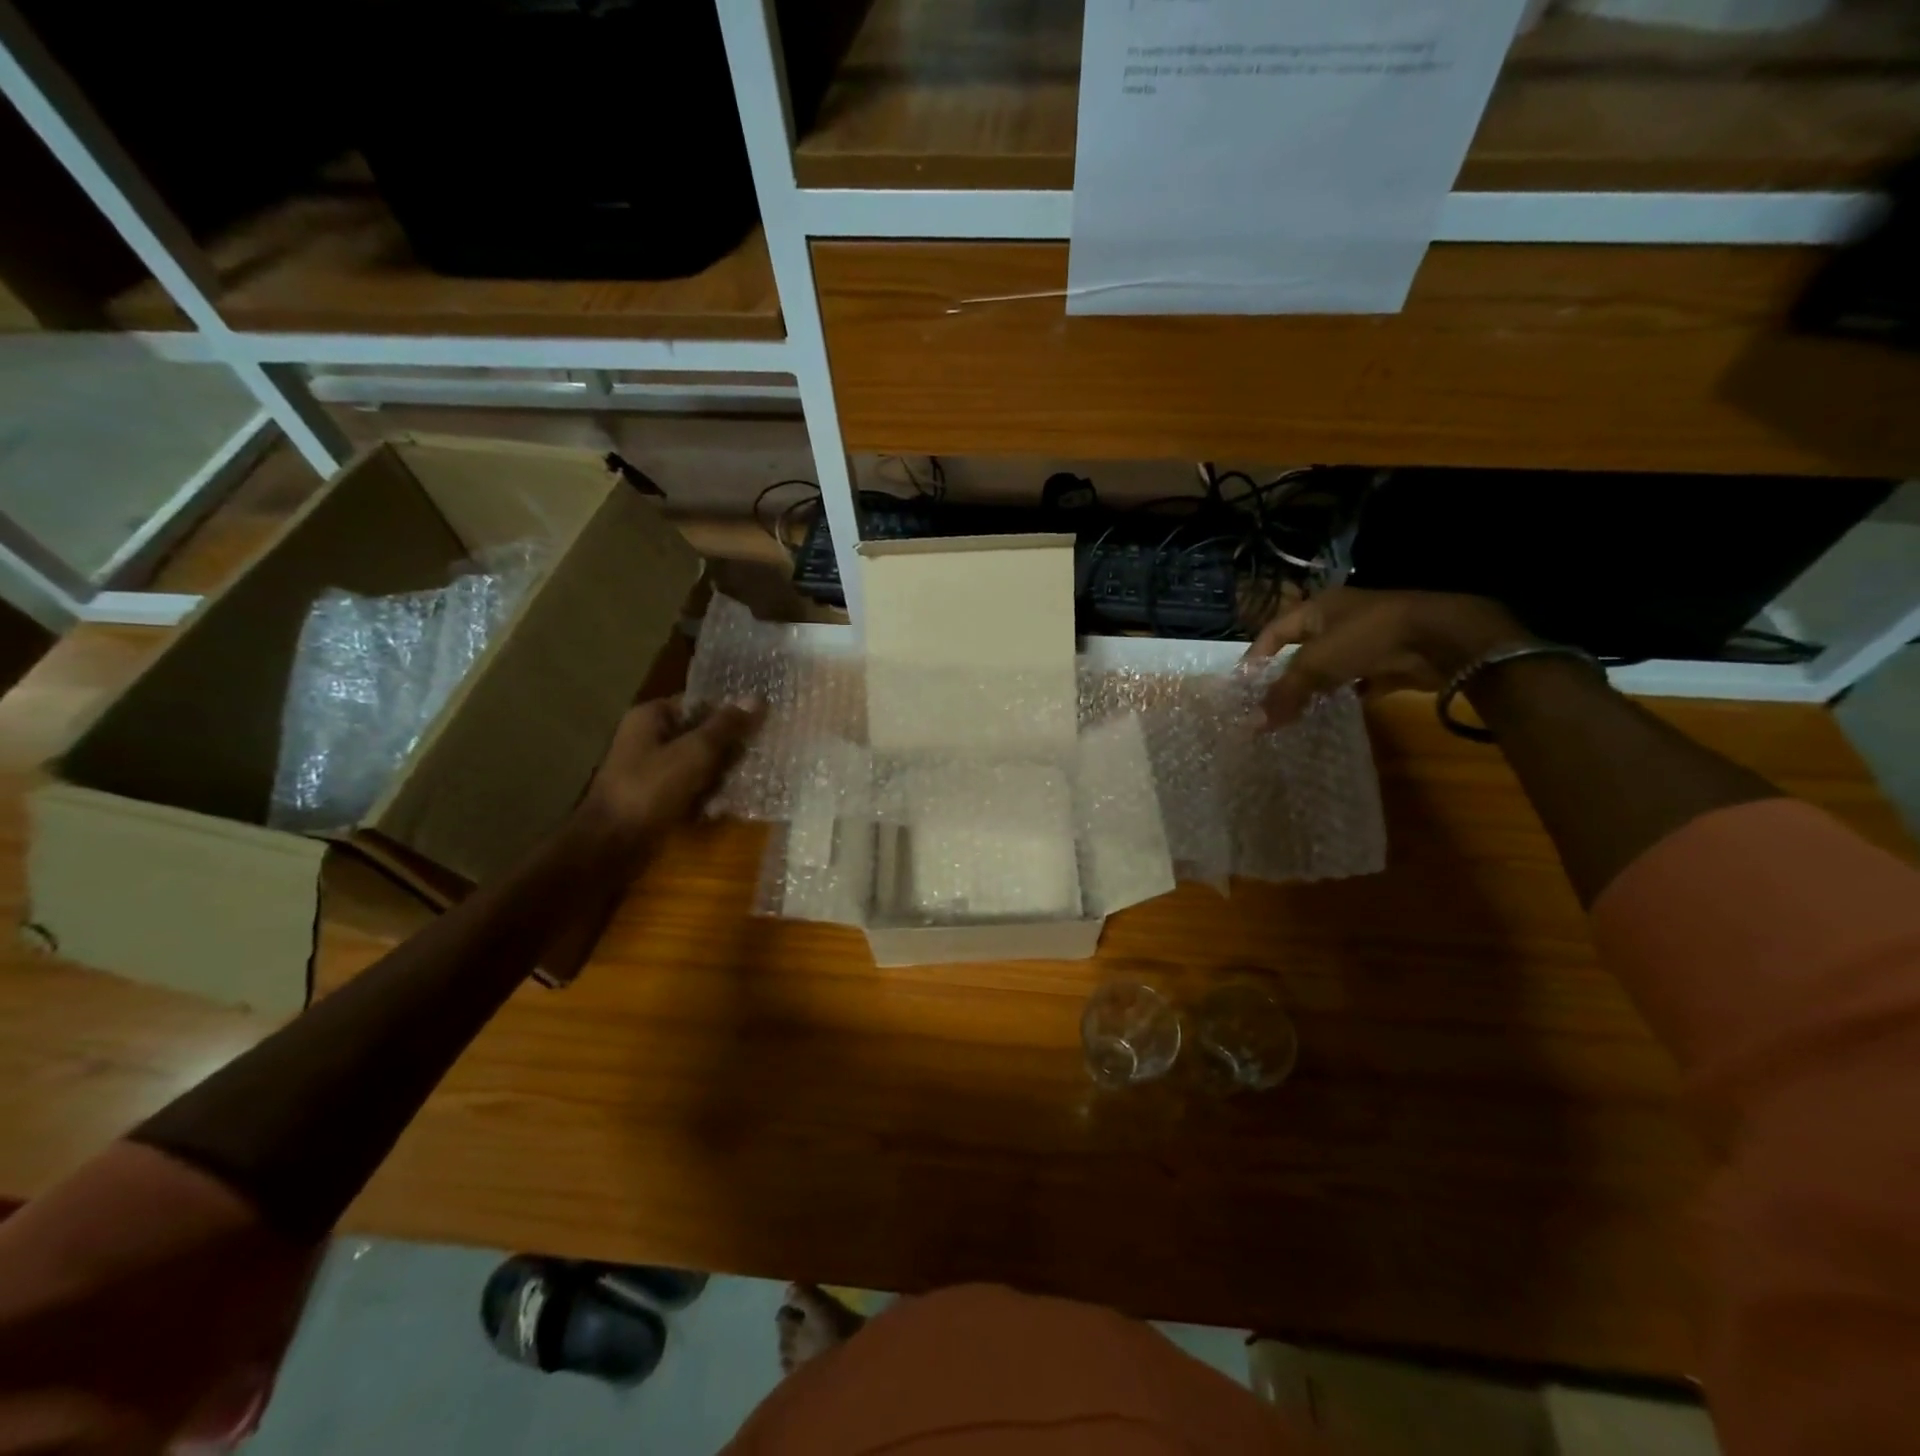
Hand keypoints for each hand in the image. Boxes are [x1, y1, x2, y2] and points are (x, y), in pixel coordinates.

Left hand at [576, 695, 762, 852]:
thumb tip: (757, 698)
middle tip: (754, 764)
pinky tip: (718, 812)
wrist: (610, 846)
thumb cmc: (650, 789)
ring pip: (699, 766)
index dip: (729, 714)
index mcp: (651, 717)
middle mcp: (649, 739)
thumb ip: (726, 726)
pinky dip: (705, 799)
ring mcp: (651, 771)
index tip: (758, 729)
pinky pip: (690, 791)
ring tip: (738, 793)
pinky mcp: (656, 799)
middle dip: (728, 752)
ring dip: (720, 779)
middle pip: (702, 736)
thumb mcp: (694, 752)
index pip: (700, 704)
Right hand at [1243, 588, 1533, 727]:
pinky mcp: (1390, 662)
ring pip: (1330, 668)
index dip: (1255, 657)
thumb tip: (1253, 725)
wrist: (1442, 639)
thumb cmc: (1368, 637)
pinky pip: (1357, 682)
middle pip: (1301, 651)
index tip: (1241, 686)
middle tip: (1266, 705)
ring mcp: (1367, 641)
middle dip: (1284, 678)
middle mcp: (1340, 621)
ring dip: (1314, 690)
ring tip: (1294, 715)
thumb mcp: (1317, 663)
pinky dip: (1344, 697)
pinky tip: (1332, 715)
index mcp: (1318, 608)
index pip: (1274, 632)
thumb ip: (1285, 693)